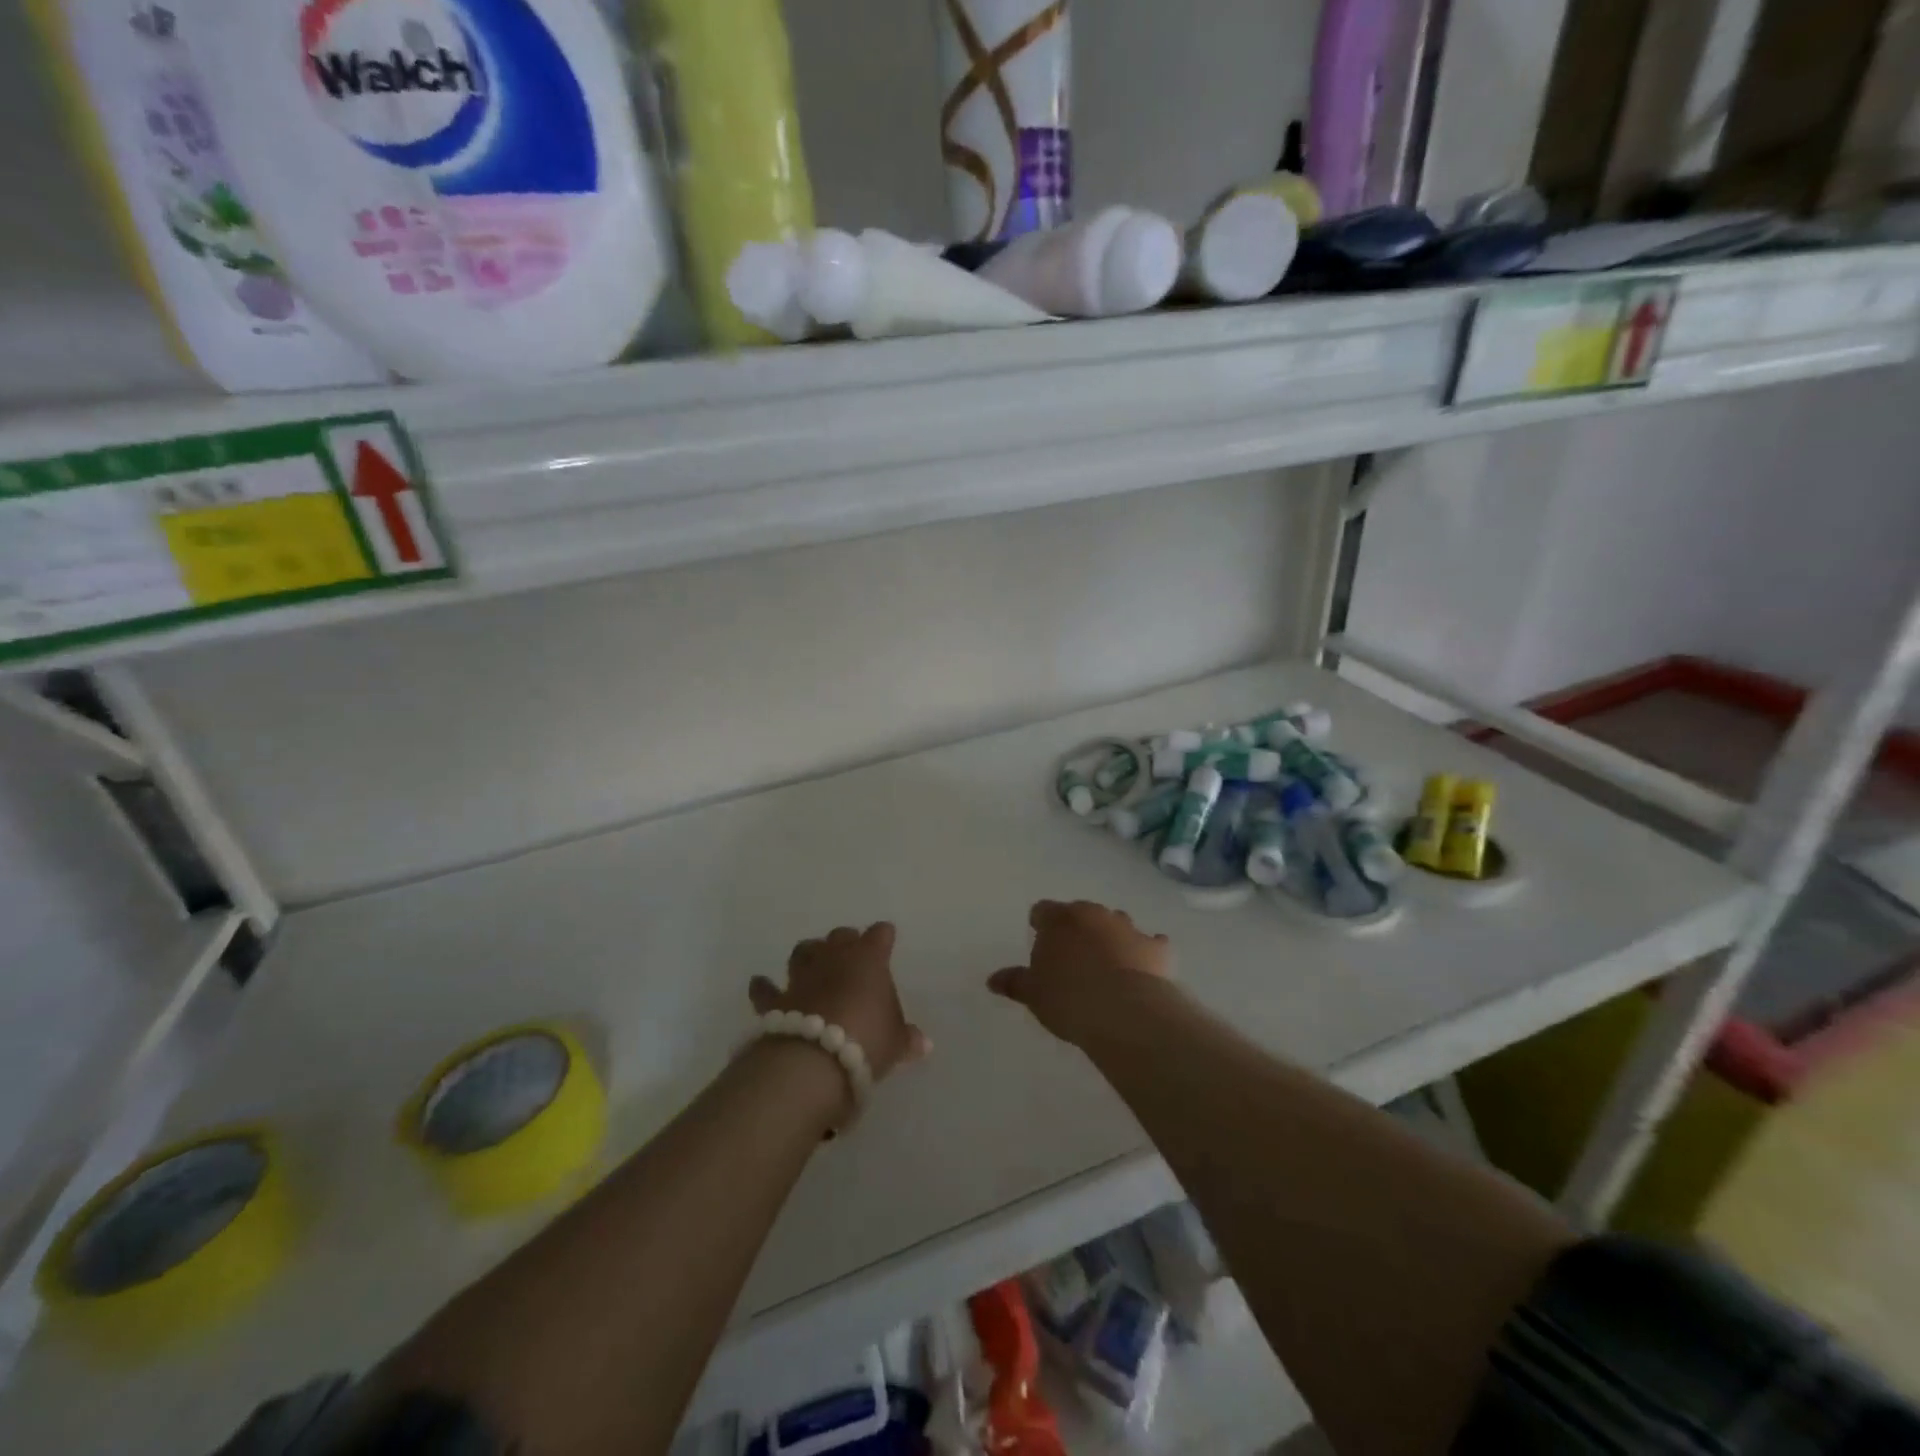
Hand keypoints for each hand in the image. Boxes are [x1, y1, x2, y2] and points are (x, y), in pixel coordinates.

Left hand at [750, 923, 930, 1081]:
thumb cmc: (866, 1041)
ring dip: (809, 954)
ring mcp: (803, 976)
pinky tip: (761, 984)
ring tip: (814, 962)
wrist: (814, 1059)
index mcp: (869, 959)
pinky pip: (767, 989)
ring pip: (804, 951)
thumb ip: (906, 1038)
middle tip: (852, 955)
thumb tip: (924, 1043)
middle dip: (845, 942)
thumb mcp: (895, 1043)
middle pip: (840, 936)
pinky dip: (764, 986)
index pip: (879, 935)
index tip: (886, 939)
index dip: (883, 937)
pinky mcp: (777, 1000)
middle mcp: (834, 958)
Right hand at [988, 900, 1171, 1044]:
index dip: (1040, 924)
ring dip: (1110, 938)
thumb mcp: (1034, 994)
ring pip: (1116, 925)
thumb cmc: (1069, 998)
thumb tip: (992, 979)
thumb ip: (1015, 982)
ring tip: (1107, 966)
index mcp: (1060, 919)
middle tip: (1072, 958)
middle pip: (1081, 914)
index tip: (1040, 940)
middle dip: (1077, 930)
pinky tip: (1142, 971)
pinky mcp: (1157, 948)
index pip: (1043, 910)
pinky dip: (1145, 953)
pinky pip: (1150, 944)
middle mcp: (1095, 914)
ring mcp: (1129, 928)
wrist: (1126, 1013)